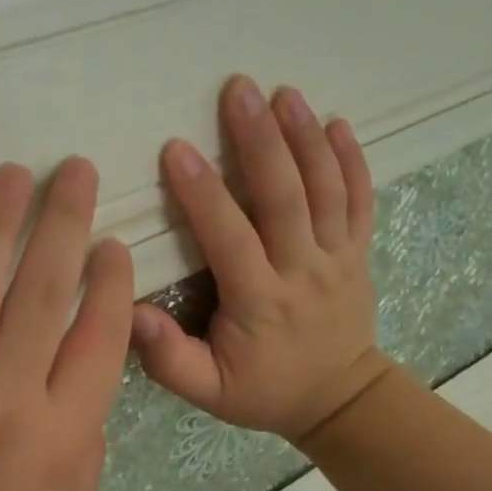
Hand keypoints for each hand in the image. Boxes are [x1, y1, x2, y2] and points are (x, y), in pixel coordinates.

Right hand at [132, 75, 391, 445]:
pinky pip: (361, 200)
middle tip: (239, 90)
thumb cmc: (265, 390)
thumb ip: (169, 358)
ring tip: (284, 93)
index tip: (178, 149)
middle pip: (285, 198)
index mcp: (261, 302)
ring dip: (305, 138)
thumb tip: (130, 313)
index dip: (205, 195)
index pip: (231, 239)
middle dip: (262, 141)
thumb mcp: (209, 392)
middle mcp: (304, 271)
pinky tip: (338, 123)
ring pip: (326, 190)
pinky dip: (352, 160)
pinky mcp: (358, 251)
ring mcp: (338, 257)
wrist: (340, 399)